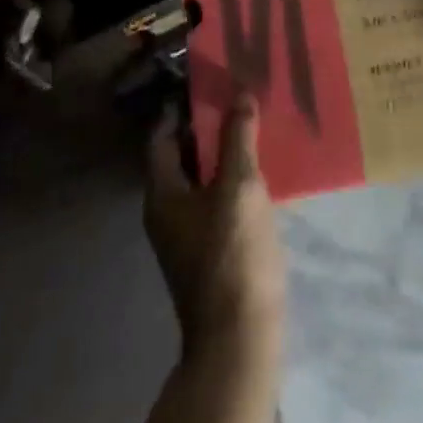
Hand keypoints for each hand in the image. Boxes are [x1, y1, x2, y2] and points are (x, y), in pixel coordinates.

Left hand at [145, 95, 286, 355]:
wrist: (239, 339)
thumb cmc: (233, 255)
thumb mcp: (239, 187)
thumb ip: (238, 138)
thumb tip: (239, 94)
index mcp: (162, 194)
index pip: (161, 137)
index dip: (180, 108)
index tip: (207, 83)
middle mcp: (167, 212)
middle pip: (181, 156)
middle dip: (206, 126)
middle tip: (237, 97)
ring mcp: (188, 234)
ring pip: (202, 178)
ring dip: (223, 152)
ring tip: (253, 124)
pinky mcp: (210, 250)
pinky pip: (216, 199)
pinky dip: (232, 178)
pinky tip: (261, 169)